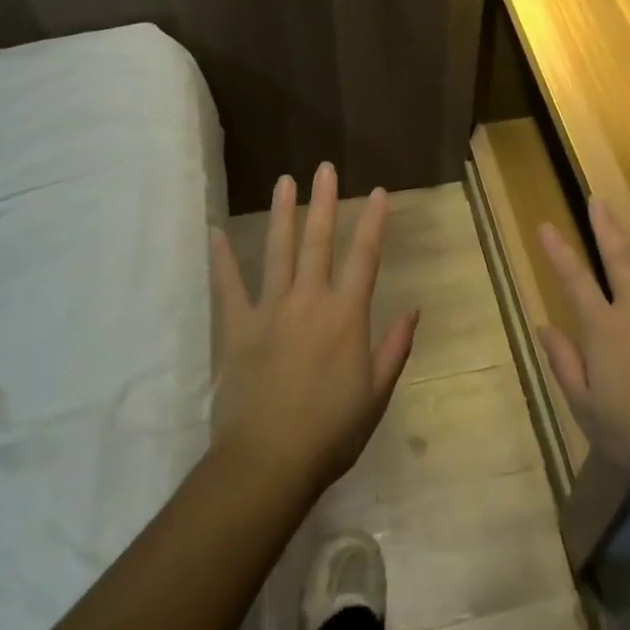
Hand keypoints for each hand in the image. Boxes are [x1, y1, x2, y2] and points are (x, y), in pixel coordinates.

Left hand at [208, 164, 417, 499]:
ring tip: (284, 181)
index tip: (377, 192)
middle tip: (324, 167)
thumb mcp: (376, 394)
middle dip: (324, 201)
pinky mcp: (237, 327)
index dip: (373, 221)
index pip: (365, 256)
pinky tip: (215, 232)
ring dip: (282, 214)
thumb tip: (413, 309)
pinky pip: (228, 286)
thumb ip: (395, 348)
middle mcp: (310, 300)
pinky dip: (222, 258)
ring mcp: (270, 310)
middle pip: (319, 240)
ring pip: (277, 251)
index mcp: (346, 315)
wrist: (268, 462)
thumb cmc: (331, 432)